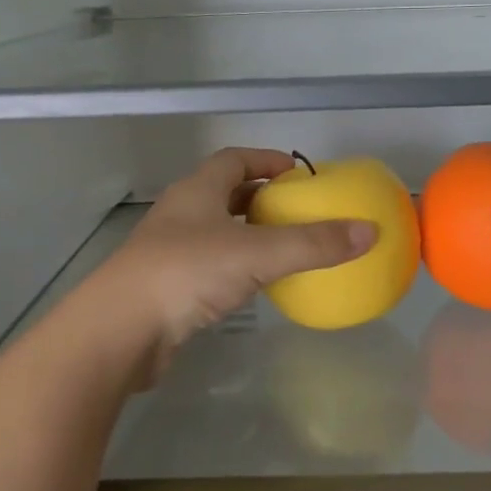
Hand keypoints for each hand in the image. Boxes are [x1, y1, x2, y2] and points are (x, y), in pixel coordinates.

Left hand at [87, 149, 376, 367]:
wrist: (120, 331)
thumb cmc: (187, 273)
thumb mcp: (258, 254)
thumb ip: (313, 244)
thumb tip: (369, 231)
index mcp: (197, 190)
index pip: (234, 159)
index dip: (266, 160)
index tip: (298, 173)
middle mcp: (181, 213)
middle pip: (225, 193)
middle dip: (262, 198)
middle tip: (298, 212)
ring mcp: (169, 249)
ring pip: (217, 230)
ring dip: (249, 233)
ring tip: (285, 247)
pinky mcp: (166, 285)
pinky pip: (210, 264)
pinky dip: (236, 266)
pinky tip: (255, 285)